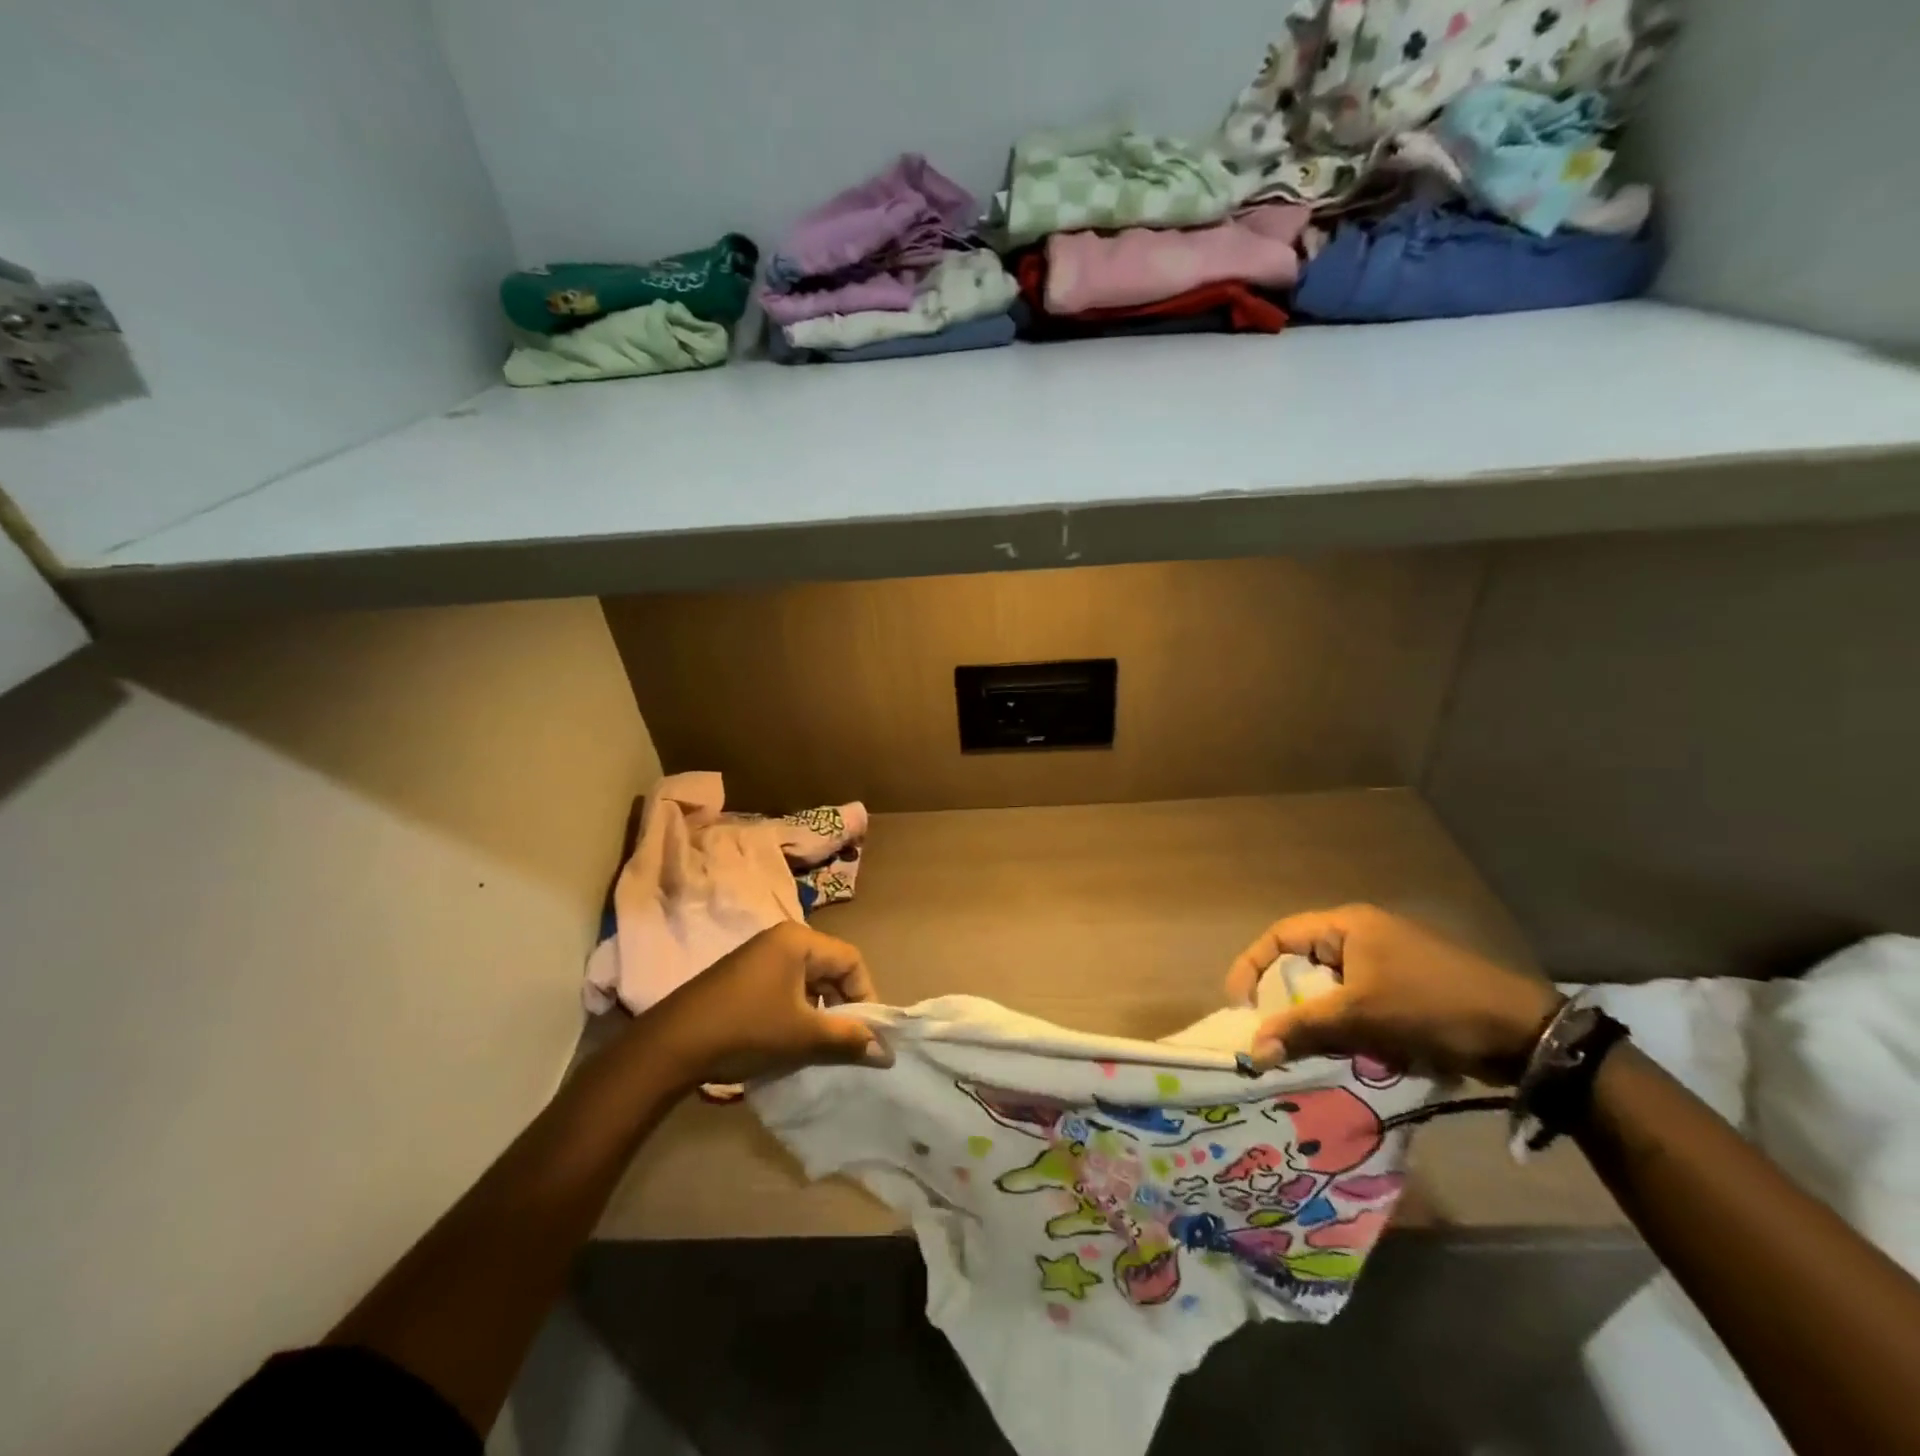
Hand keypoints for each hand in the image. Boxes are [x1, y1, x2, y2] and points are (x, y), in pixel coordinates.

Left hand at [647, 923, 892, 1086]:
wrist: (671, 1046)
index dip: (866, 996)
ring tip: (819, 1047)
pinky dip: (796, 1013)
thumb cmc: (746, 1030)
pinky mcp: (741, 978)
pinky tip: (789, 1042)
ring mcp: (757, 958)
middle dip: (843, 1007)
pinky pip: (784, 989)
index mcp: (798, 940)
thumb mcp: (803, 1036)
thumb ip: (849, 1039)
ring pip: (807, 982)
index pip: (851, 960)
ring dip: (819, 1013)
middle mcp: (780, 940)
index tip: (867, 1033)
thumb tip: (887, 1052)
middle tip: (846, 1043)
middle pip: (829, 969)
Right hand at [1226, 904, 1562, 1084]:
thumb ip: (1303, 1029)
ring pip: (1331, 990)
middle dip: (1286, 1002)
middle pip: (1303, 965)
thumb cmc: (1432, 1006)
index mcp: (1346, 926)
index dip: (1252, 968)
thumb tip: (1253, 1050)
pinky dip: (1349, 1029)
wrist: (1524, 1032)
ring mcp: (1386, 963)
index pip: (1279, 937)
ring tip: (1313, 1052)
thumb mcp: (1361, 1016)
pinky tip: (1354, 1056)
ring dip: (1319, 1021)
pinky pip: (1358, 1005)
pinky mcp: (1406, 990)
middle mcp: (1361, 936)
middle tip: (1275, 1035)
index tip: (1241, 1008)